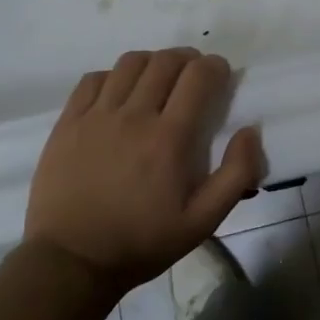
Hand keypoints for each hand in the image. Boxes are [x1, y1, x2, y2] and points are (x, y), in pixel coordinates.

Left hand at [24, 48, 264, 294]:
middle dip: (188, 59)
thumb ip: (236, 174)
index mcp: (169, 138)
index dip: (216, 67)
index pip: (198, 76)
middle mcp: (134, 116)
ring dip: (153, 62)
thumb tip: (250, 131)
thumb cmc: (143, 242)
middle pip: (165, 61)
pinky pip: (93, 79)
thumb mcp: (203, 221)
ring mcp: (96, 116)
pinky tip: (120, 94)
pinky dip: (114, 76)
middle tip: (195, 75)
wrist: (71, 261)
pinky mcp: (68, 122)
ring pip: (130, 63)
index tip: (221, 76)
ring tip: (160, 79)